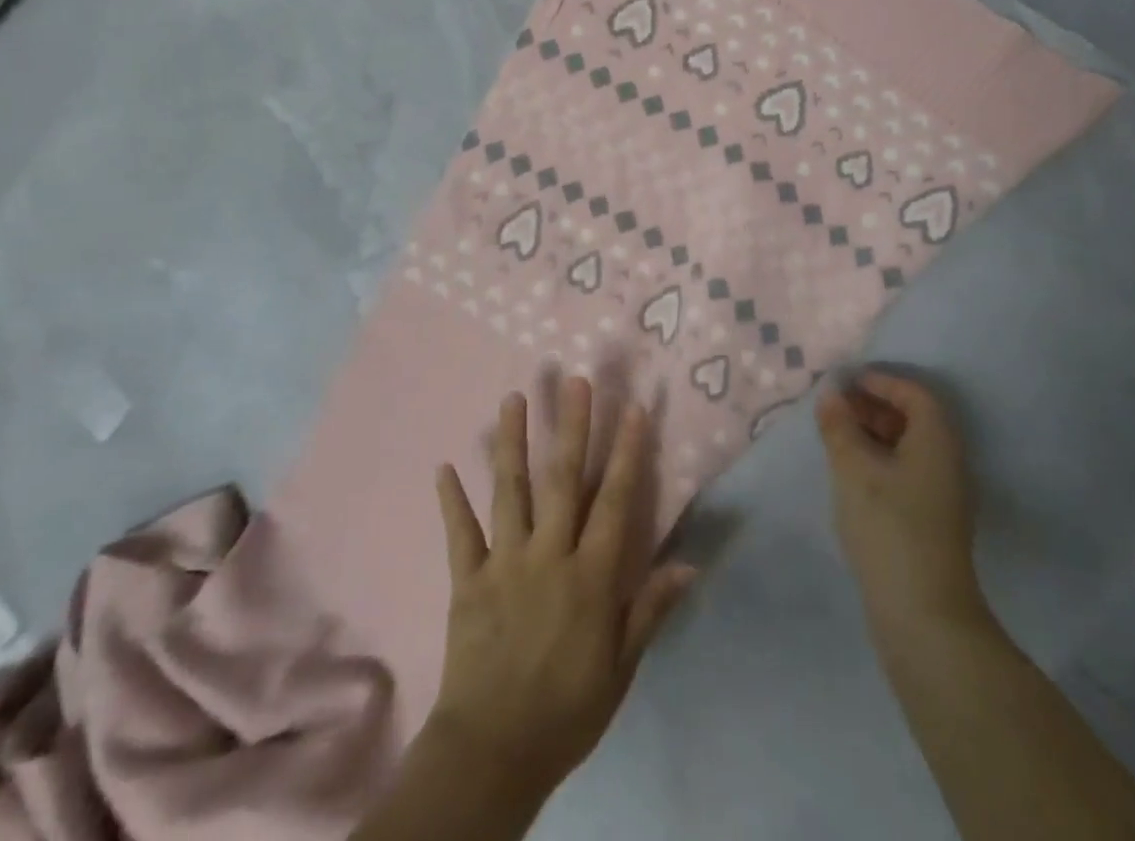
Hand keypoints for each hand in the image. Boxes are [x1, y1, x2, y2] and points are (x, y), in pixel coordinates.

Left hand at [427, 377, 696, 800]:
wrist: (493, 753)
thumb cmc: (567, 709)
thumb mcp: (621, 667)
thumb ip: (651, 609)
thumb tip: (690, 564)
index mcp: (590, 575)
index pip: (614, 501)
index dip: (626, 452)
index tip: (632, 408)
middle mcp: (549, 555)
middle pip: (562, 481)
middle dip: (571, 427)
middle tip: (573, 381)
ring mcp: (505, 563)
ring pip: (510, 492)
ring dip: (511, 443)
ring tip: (513, 399)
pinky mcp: (468, 580)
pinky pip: (460, 534)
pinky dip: (452, 500)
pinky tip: (444, 466)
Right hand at [816, 370, 981, 626]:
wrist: (924, 616)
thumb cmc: (889, 527)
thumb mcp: (853, 469)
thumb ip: (839, 427)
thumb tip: (831, 395)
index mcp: (937, 440)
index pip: (914, 394)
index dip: (881, 381)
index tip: (846, 382)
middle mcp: (948, 462)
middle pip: (914, 418)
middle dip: (874, 407)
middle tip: (836, 408)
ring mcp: (943, 495)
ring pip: (909, 447)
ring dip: (875, 435)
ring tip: (837, 438)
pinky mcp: (932, 522)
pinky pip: (907, 472)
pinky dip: (880, 461)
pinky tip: (852, 475)